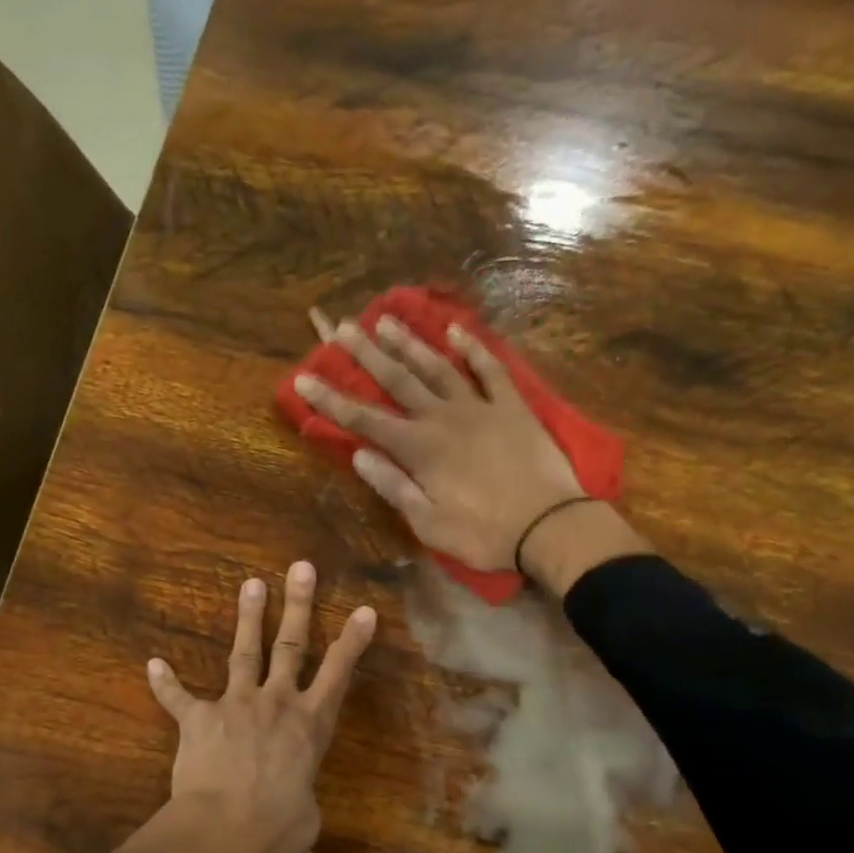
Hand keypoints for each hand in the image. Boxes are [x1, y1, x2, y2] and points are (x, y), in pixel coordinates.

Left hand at [116, 562, 376, 852]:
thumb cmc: (274, 833)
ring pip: (244, 651)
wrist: (224, 832)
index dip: (353, 641)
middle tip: (300, 566)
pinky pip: (179, 697)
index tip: (363, 609)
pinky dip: (165, 683)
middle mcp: (277, 704)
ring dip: (247, 617)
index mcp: (310, 726)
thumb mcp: (299, 842)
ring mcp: (236, 705)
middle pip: (292, 645)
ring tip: (251, 583)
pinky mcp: (199, 719)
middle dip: (299, 604)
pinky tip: (151, 664)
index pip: (339, 674)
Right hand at [296, 310, 584, 571]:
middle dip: (366, 354)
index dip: (331, 400)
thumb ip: (394, 487)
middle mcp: (443, 418)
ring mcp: (480, 408)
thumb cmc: (483, 534)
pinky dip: (474, 349)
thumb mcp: (428, 524)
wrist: (550, 526)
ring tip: (386, 318)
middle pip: (398, 380)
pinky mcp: (512, 407)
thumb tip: (359, 456)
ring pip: (438, 366)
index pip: (364, 421)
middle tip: (342, 327)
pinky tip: (457, 330)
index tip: (304, 377)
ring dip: (410, 342)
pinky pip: (490, 370)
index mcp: (419, 450)